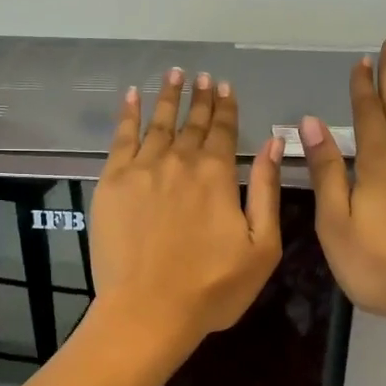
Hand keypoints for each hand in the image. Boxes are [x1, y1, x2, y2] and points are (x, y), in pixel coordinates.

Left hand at [91, 68, 283, 353]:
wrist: (148, 310)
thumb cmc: (212, 288)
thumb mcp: (261, 246)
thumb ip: (267, 190)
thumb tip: (274, 143)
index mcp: (217, 175)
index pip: (224, 131)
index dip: (225, 108)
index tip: (224, 86)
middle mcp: (180, 161)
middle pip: (192, 123)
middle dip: (200, 98)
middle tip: (202, 76)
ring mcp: (142, 169)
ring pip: (158, 123)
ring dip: (169, 97)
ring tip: (174, 74)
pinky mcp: (112, 182)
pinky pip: (121, 138)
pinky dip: (129, 114)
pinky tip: (132, 96)